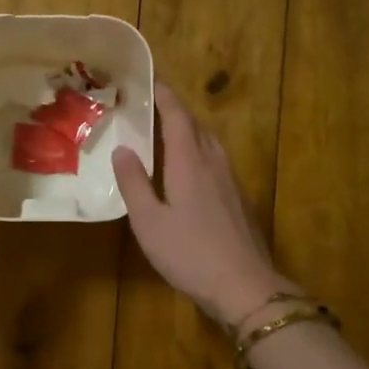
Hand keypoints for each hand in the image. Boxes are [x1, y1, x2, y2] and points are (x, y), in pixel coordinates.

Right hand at [111, 85, 294, 325]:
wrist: (245, 286)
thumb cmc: (189, 253)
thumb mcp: (149, 221)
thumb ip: (134, 183)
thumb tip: (123, 149)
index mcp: (190, 162)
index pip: (177, 117)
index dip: (164, 96)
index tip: (150, 82)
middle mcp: (214, 163)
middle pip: (196, 126)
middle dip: (175, 112)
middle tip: (152, 107)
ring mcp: (231, 181)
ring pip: (210, 144)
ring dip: (189, 132)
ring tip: (168, 134)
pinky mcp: (240, 200)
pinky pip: (217, 162)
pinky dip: (199, 153)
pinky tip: (190, 171)